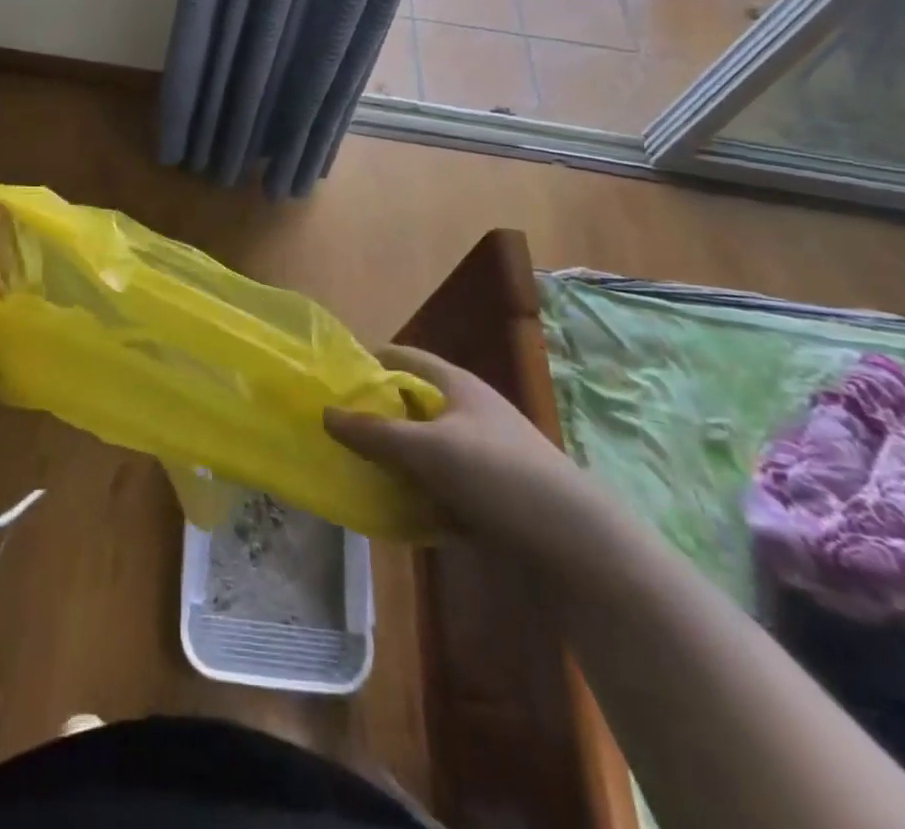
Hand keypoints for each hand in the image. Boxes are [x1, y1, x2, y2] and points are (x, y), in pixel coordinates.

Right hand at [325, 345, 607, 567]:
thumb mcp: (427, 449)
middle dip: (376, 415)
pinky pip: (441, 486)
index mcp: (458, 386)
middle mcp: (470, 413)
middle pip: (412, 404)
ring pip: (425, 448)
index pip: (405, 357)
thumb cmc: (498, 475)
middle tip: (336, 428)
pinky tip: (394, 511)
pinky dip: (418, 494)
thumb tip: (326, 413)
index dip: (371, 360)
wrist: (579, 546)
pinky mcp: (491, 495)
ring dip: (394, 459)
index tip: (335, 376)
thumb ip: (374, 433)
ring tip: (355, 470)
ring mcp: (483, 456)